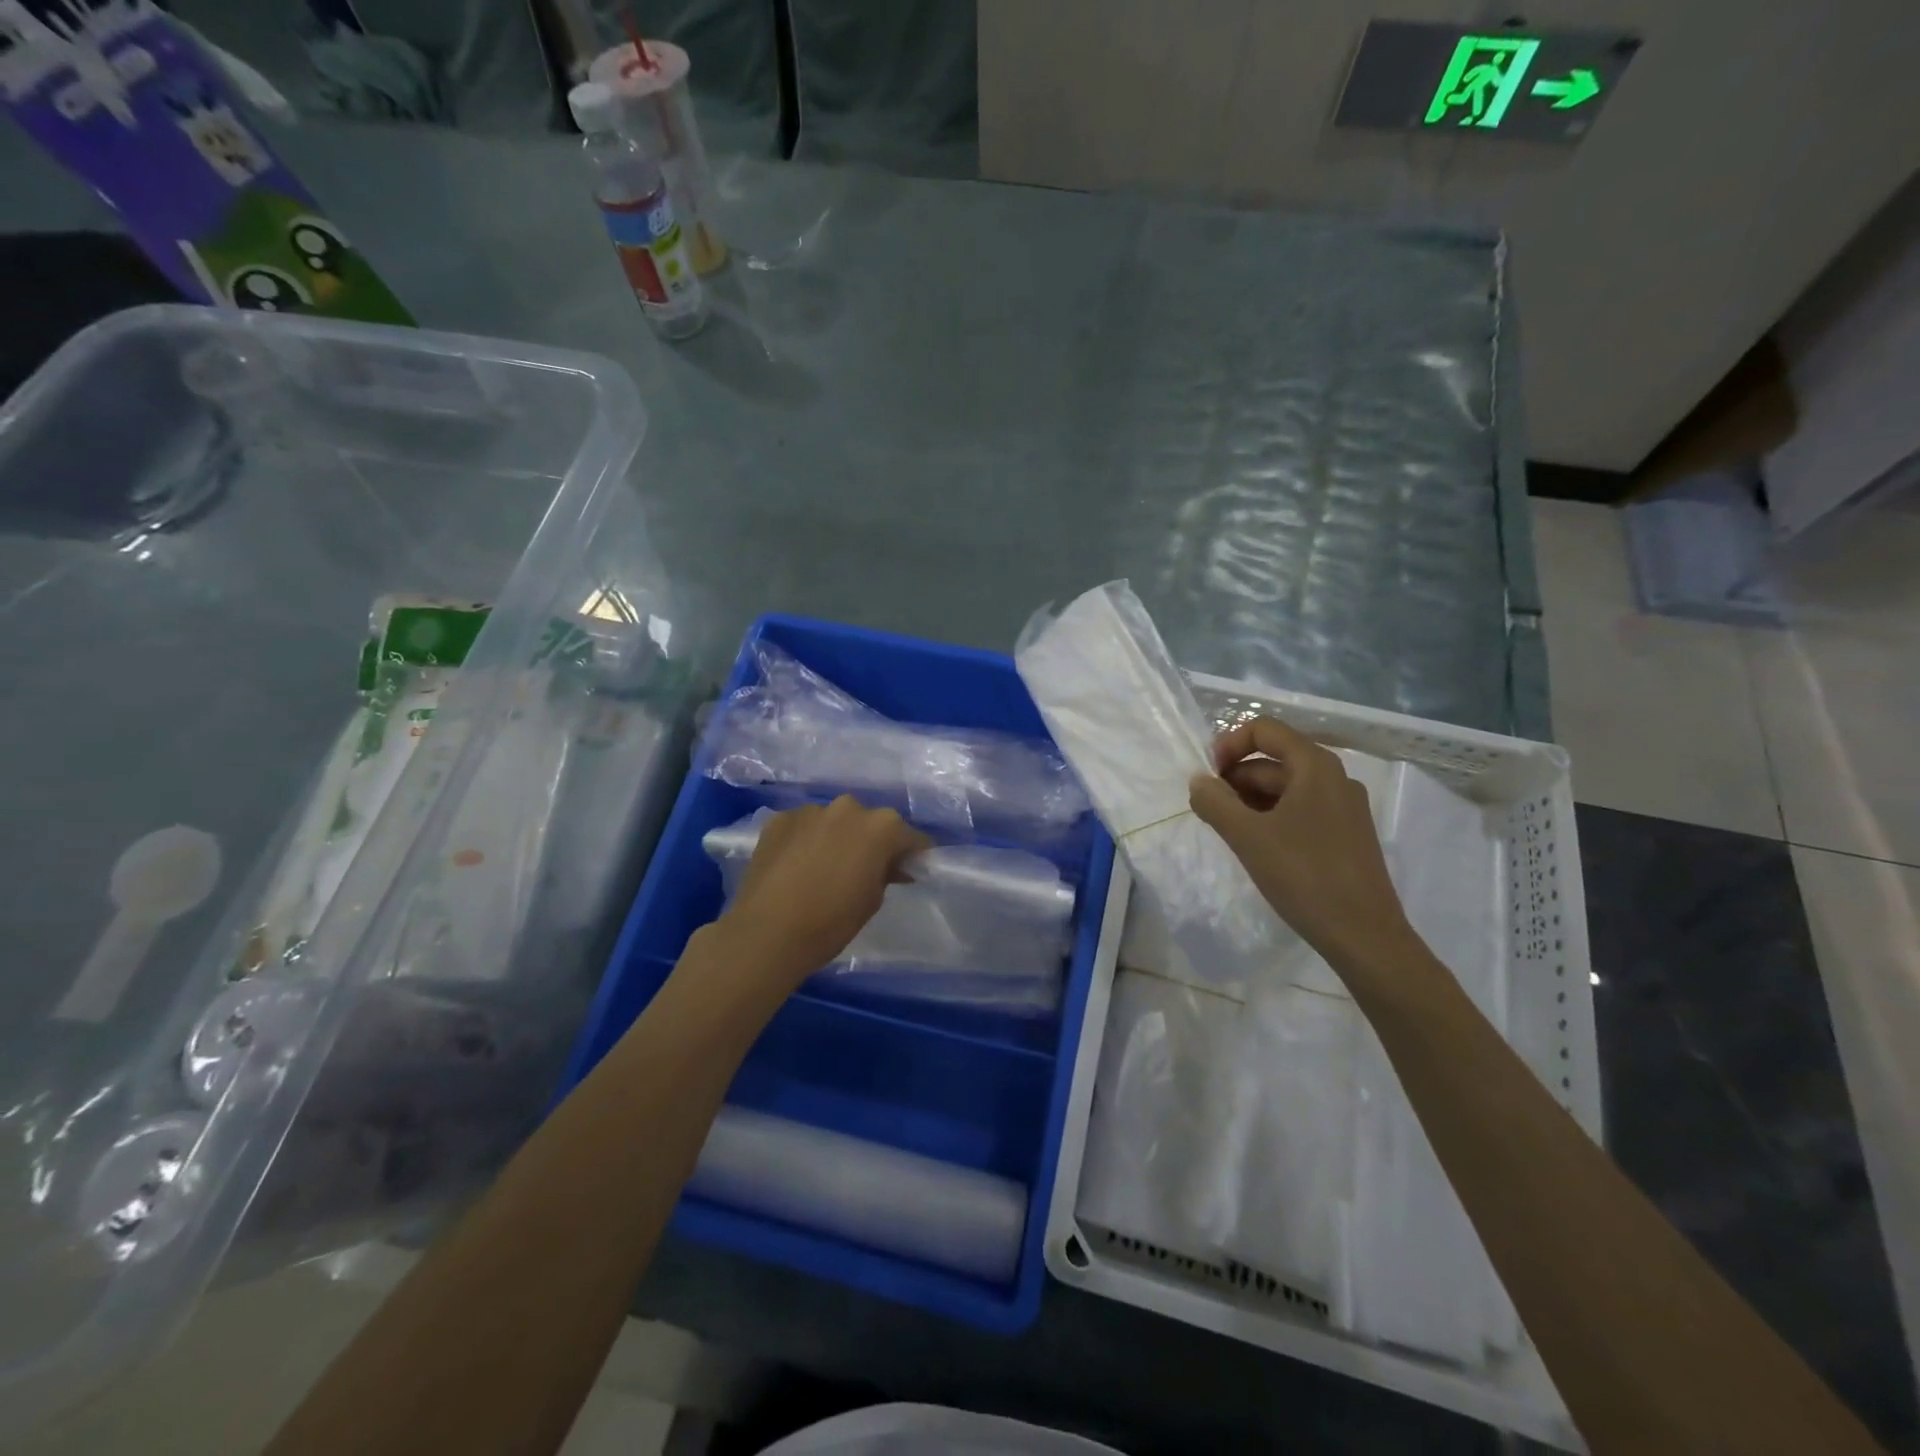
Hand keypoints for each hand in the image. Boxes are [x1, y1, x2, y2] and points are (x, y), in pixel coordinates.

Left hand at [716, 797, 931, 989]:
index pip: (909, 836)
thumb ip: (886, 873)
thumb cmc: (831, 922)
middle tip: (863, 869)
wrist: (766, 933)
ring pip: (834, 821)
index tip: (910, 868)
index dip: (912, 854)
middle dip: (871, 841)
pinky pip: (803, 827)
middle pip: (869, 822)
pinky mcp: (779, 819)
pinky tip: (796, 865)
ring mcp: (810, 810)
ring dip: (836, 837)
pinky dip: (806, 840)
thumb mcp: (872, 901)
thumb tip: (891, 865)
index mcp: (880, 826)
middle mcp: (848, 807)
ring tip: (824, 867)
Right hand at [1188, 716, 1413, 971]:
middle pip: (1274, 759)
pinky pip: (1300, 810)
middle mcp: (1334, 777)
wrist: (1364, 935)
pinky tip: (1257, 847)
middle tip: (1211, 811)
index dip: (1229, 745)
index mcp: (1315, 766)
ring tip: (1229, 832)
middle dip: (1236, 778)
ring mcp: (1344, 807)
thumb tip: (1198, 781)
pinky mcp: (1346, 834)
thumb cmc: (1304, 876)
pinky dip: (1271, 817)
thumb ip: (1215, 802)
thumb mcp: (1248, 837)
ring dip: (1250, 800)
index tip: (1208, 778)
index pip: (1264, 730)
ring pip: (1285, 787)